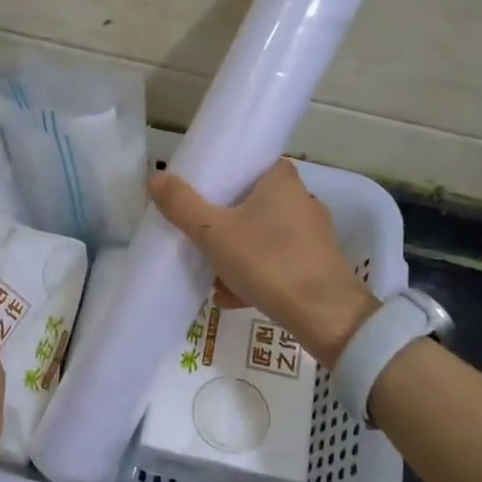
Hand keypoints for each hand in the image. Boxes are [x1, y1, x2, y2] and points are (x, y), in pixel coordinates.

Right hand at [150, 159, 379, 368]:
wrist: (325, 317)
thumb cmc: (268, 262)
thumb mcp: (214, 234)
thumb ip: (183, 206)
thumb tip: (156, 177)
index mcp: (281, 180)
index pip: (249, 164)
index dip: (223, 177)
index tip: (201, 195)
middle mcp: (302, 200)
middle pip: (251, 203)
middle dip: (224, 225)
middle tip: (201, 241)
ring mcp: (313, 234)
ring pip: (262, 236)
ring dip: (237, 254)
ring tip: (213, 278)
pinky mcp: (319, 264)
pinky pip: (278, 261)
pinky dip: (256, 274)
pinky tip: (234, 297)